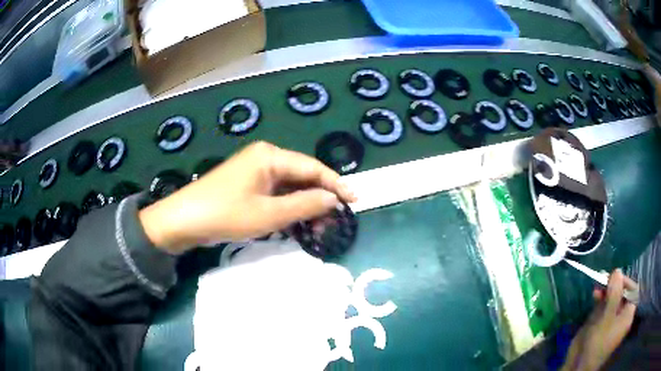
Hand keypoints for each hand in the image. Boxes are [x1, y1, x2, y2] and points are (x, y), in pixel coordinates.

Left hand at [139, 142, 355, 253]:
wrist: (182, 221)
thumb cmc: (225, 214)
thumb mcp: (269, 214)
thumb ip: (304, 204)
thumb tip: (333, 199)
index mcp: (271, 156)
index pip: (313, 167)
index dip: (336, 184)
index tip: (355, 201)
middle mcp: (265, 158)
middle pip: (302, 176)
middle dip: (320, 198)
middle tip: (335, 222)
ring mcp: (254, 171)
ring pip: (289, 187)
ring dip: (304, 206)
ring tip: (319, 228)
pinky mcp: (247, 185)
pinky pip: (275, 194)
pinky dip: (288, 208)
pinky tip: (297, 224)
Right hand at [561, 269, 637, 370]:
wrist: (578, 365)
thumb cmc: (597, 343)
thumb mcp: (607, 318)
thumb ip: (614, 294)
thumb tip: (618, 271)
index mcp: (628, 315)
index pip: (633, 291)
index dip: (626, 282)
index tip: (615, 277)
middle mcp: (622, 315)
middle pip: (623, 293)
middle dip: (614, 285)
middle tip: (605, 279)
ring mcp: (611, 319)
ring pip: (612, 298)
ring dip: (606, 290)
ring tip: (598, 286)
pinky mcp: (601, 322)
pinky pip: (604, 305)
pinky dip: (600, 298)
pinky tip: (594, 295)